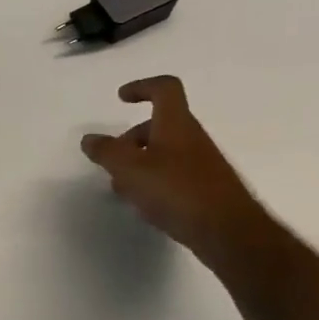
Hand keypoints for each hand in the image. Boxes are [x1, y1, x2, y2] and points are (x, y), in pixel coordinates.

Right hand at [80, 75, 271, 268]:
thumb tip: (90, 139)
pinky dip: (154, 183)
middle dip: (131, 139)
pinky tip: (145, 206)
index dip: (142, 87)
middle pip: (159, 125)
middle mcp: (192, 139)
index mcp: (176, 124)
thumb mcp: (129, 169)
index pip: (164, 88)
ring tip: (123, 190)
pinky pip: (173, 176)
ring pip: (164, 153)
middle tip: (111, 160)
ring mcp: (202, 165)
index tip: (121, 99)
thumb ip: (106, 151)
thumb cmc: (176, 190)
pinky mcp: (206, 190)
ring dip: (139, 165)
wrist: (228, 233)